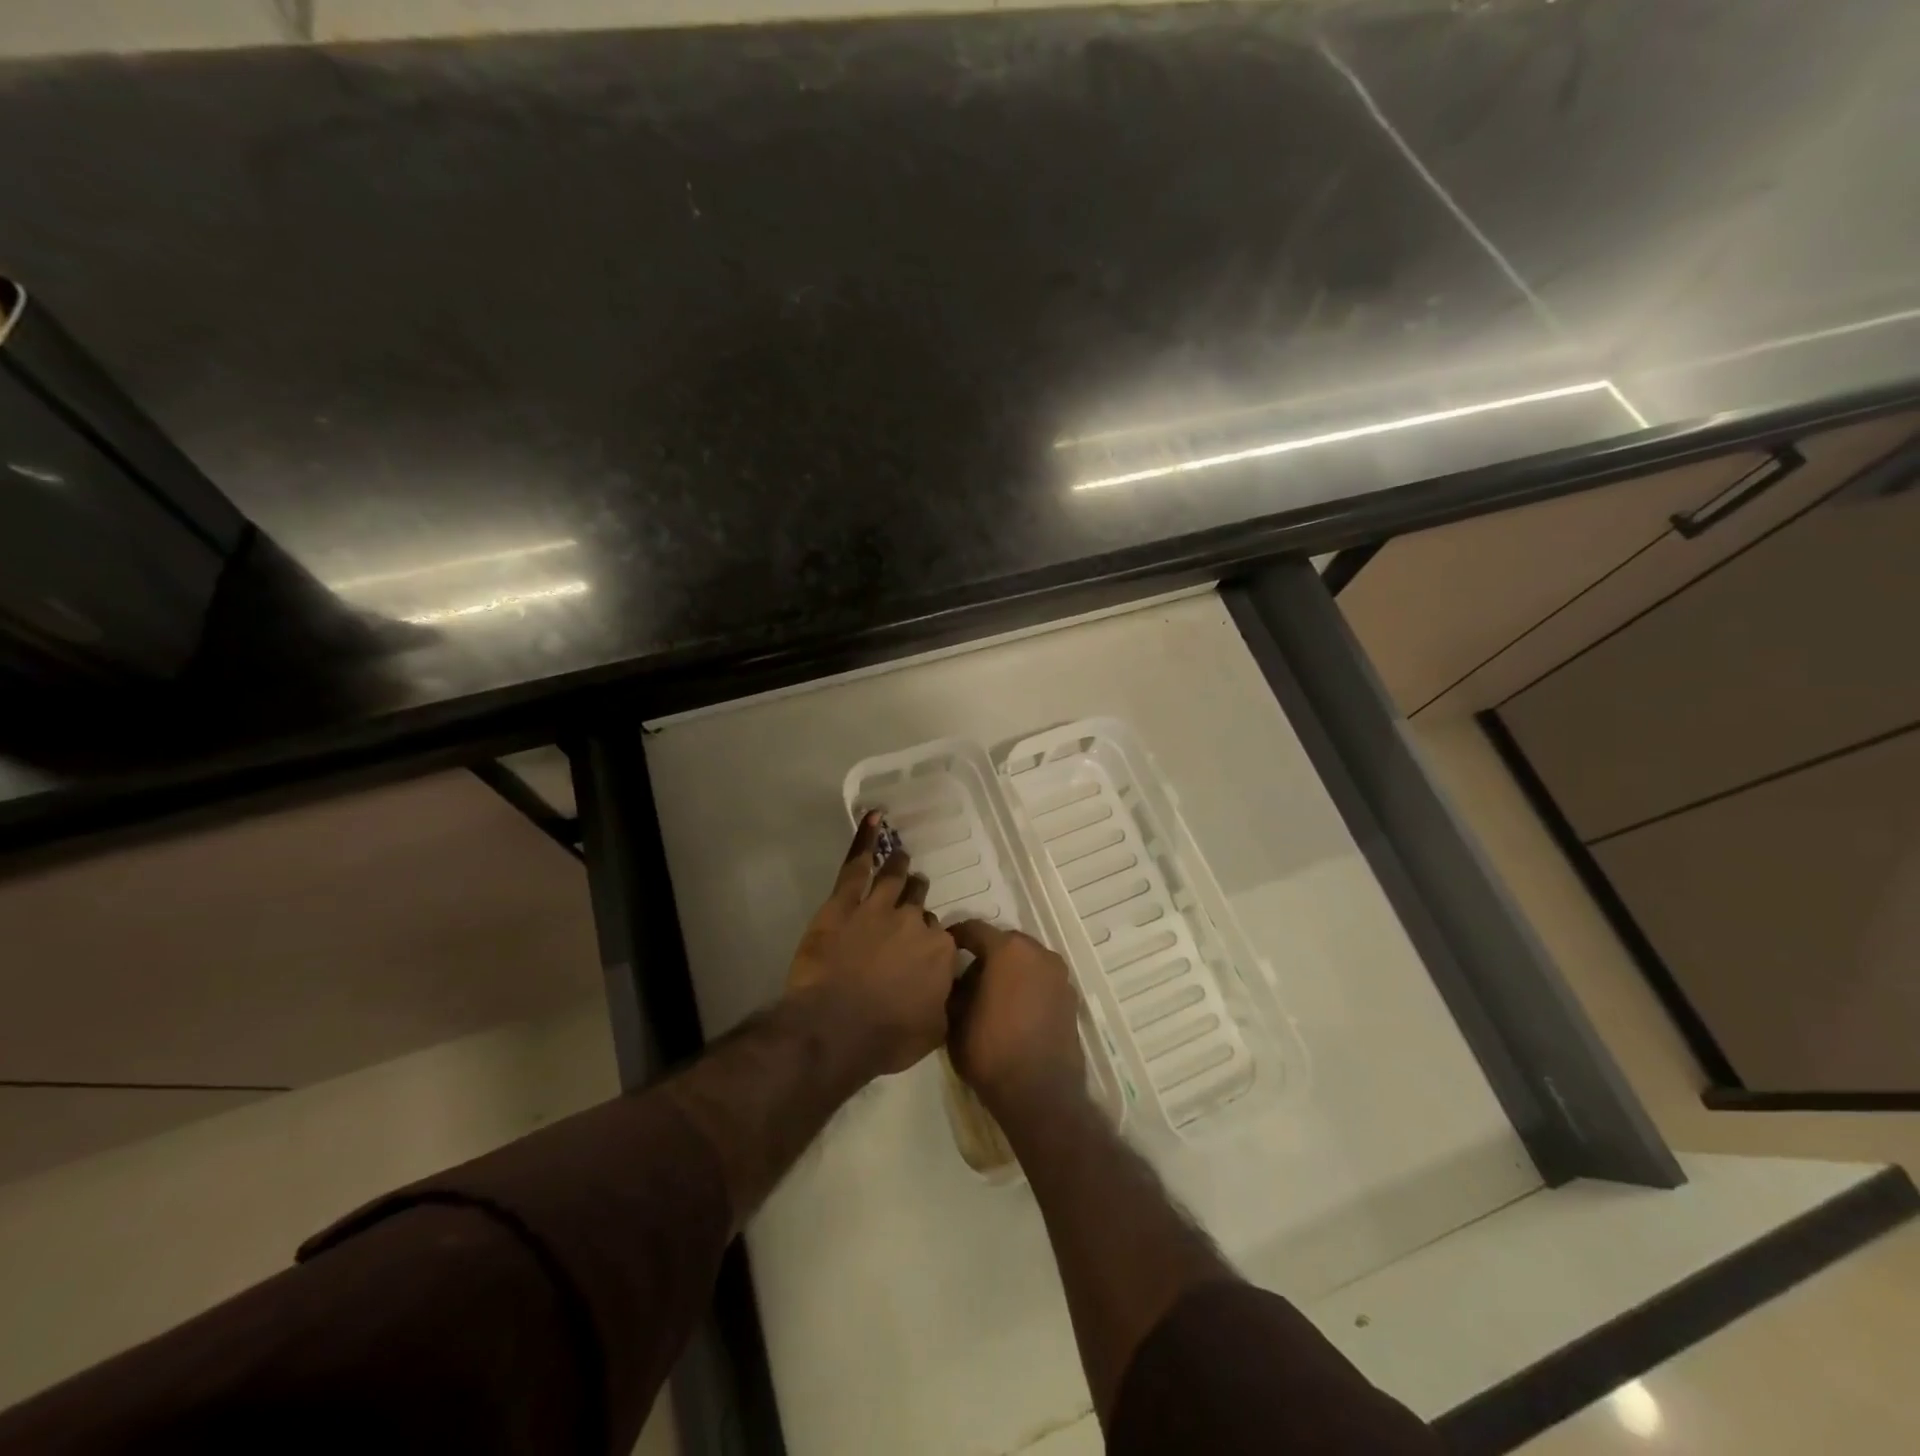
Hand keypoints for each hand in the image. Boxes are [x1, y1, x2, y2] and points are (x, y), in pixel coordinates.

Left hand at [787, 813, 960, 1077]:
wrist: (836, 1027)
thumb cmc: (887, 1036)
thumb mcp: (934, 1030)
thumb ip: (944, 1001)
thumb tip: (949, 989)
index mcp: (939, 950)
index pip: (940, 936)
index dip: (929, 942)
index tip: (923, 951)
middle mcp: (914, 921)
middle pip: (919, 904)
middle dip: (917, 899)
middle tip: (914, 895)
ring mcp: (878, 907)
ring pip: (894, 878)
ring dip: (899, 867)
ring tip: (901, 857)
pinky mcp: (844, 903)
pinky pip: (856, 865)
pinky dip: (864, 841)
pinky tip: (873, 819)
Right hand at [947, 921, 1085, 1119]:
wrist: (1040, 1093)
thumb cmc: (991, 1051)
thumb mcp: (955, 1019)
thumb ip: (955, 988)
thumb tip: (958, 979)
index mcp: (1008, 949)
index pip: (974, 929)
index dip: (955, 937)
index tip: (942, 949)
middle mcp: (1038, 952)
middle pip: (1004, 942)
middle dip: (985, 954)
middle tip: (966, 977)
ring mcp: (1059, 975)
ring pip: (1026, 961)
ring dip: (1009, 970)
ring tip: (991, 995)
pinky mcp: (1071, 998)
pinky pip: (1041, 980)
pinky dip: (1027, 986)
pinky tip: (1014, 1010)